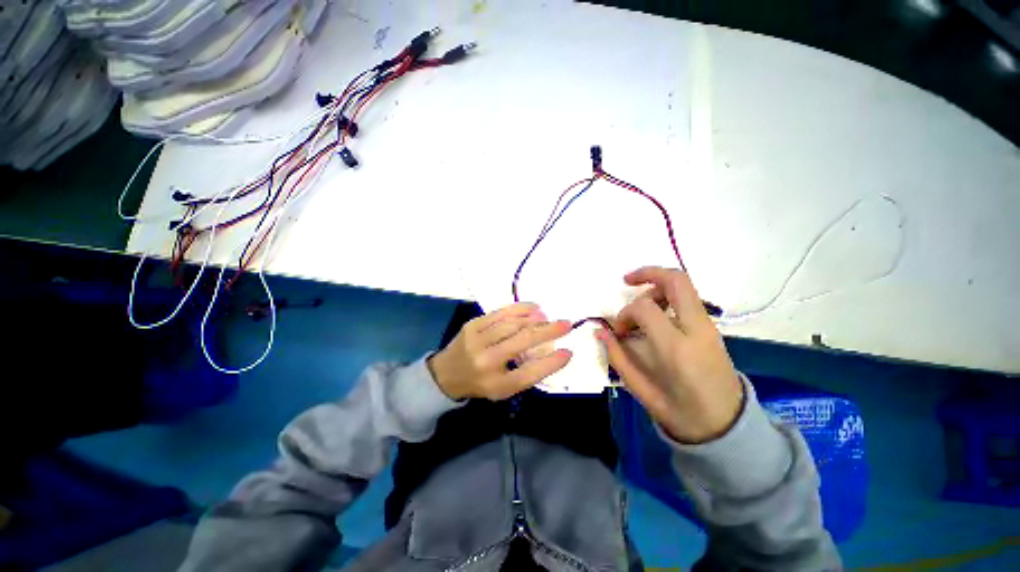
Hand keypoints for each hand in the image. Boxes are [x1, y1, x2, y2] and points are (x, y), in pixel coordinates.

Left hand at [428, 302, 572, 400]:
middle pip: (523, 342)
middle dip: (549, 331)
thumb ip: (526, 373)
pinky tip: (534, 307)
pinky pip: (500, 313)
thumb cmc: (481, 383)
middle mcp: (487, 362)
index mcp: (496, 384)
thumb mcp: (503, 389)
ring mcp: (477, 340)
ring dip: (535, 319)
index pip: (530, 373)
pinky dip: (520, 309)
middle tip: (566, 324)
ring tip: (549, 318)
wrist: (446, 374)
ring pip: (513, 324)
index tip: (569, 352)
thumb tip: (551, 350)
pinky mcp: (473, 325)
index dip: (552, 363)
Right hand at [595, 267, 742, 443]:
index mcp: (675, 348)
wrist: (726, 426)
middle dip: (648, 272)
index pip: (644, 307)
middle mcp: (696, 330)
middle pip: (676, 280)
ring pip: (683, 286)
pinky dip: (668, 296)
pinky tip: (656, 313)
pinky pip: (689, 299)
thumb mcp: (641, 389)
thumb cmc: (680, 412)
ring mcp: (709, 327)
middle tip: (627, 280)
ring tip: (642, 308)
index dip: (624, 313)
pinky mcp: (713, 328)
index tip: (619, 330)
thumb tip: (600, 331)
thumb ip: (618, 356)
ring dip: (657, 287)